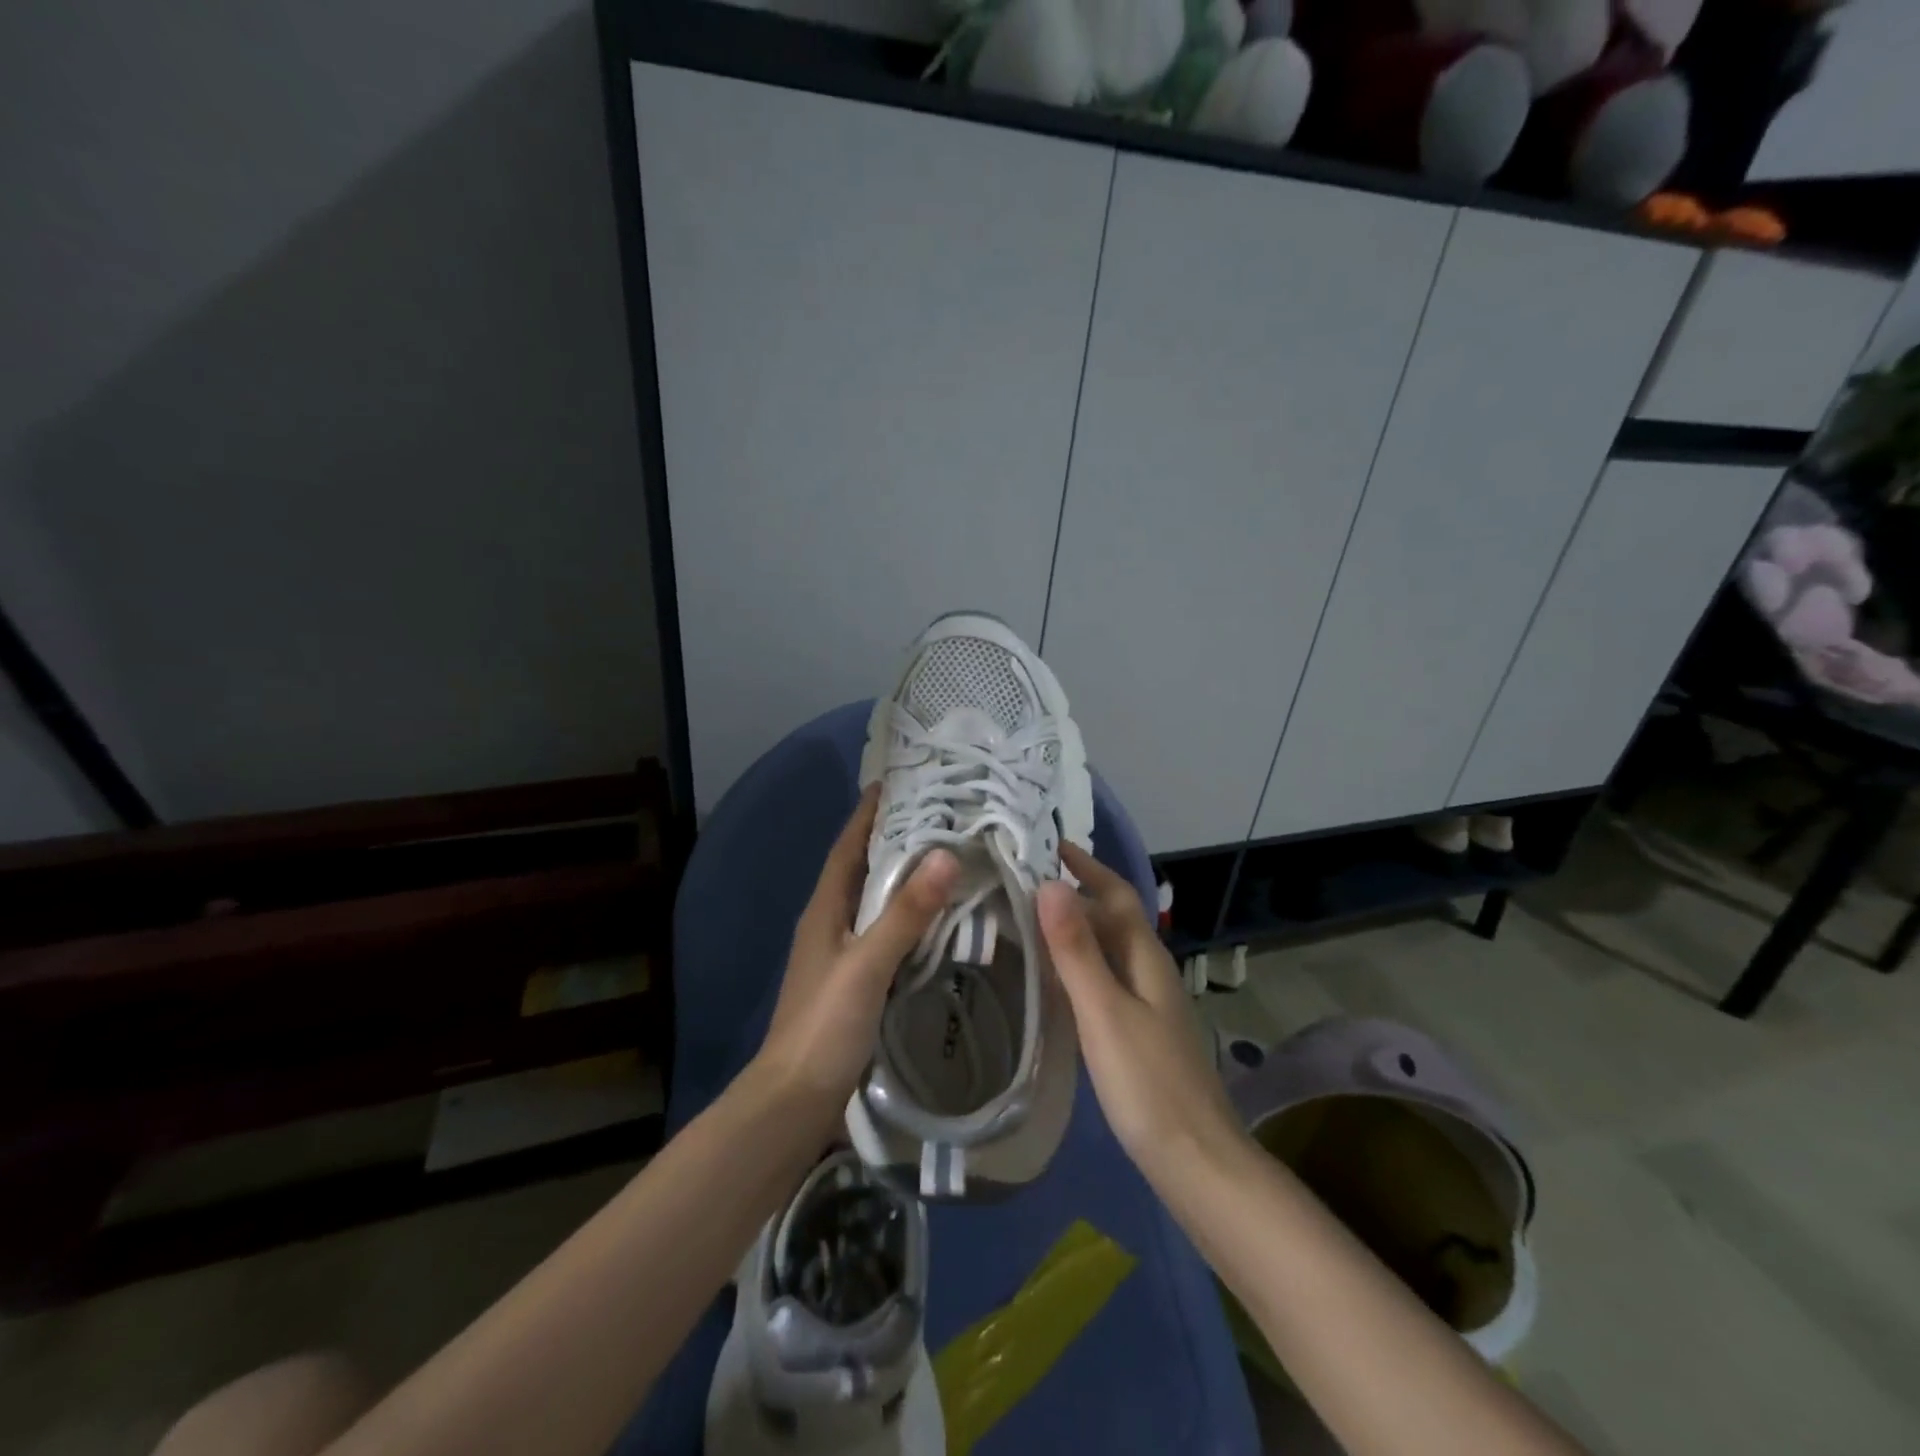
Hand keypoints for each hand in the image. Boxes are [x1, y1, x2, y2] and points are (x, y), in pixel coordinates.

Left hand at [757, 786, 958, 1123]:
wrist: (795, 1102)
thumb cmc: (825, 1026)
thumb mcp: (867, 964)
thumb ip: (906, 913)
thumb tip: (946, 854)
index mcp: (825, 910)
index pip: (848, 846)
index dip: (868, 813)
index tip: (896, 781)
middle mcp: (830, 923)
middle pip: (861, 868)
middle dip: (892, 838)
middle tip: (937, 814)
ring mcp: (841, 954)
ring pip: (875, 900)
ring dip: (902, 876)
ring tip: (944, 855)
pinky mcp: (856, 981)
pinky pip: (885, 932)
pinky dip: (908, 915)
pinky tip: (936, 918)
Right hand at [1038, 844, 1244, 1181]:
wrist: (1197, 1163)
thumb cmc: (1148, 1084)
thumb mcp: (1104, 1013)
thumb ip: (1076, 951)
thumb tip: (1051, 884)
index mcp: (1146, 959)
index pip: (1117, 894)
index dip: (1088, 866)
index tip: (1050, 843)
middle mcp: (1151, 972)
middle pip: (1114, 918)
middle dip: (1077, 892)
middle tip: (1025, 880)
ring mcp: (1148, 1004)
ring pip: (1109, 949)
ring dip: (1075, 927)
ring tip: (1029, 919)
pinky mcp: (1140, 1032)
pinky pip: (1105, 979)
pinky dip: (1078, 964)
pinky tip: (1054, 978)